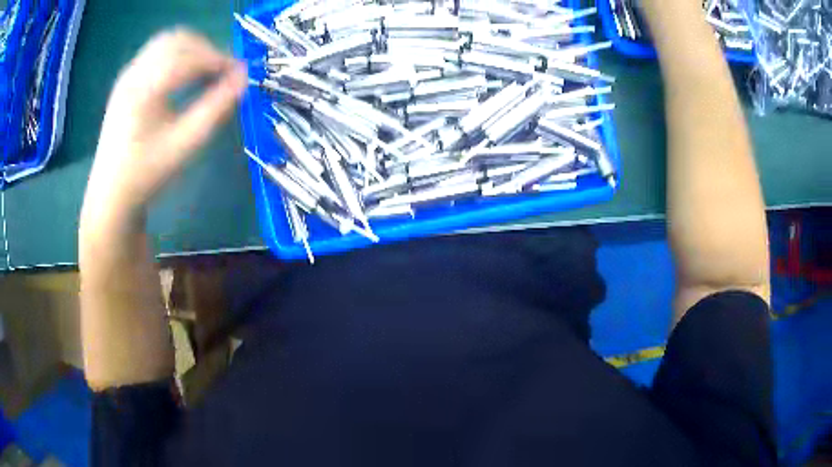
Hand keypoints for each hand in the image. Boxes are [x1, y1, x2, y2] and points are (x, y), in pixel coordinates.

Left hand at [81, 28, 246, 232]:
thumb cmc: (147, 174)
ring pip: (167, 41)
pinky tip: (184, 76)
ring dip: (192, 49)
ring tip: (207, 71)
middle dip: (206, 49)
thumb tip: (243, 78)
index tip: (240, 73)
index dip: (219, 59)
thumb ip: (216, 108)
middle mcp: (134, 74)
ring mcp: (127, 75)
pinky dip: (177, 55)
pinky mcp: (126, 80)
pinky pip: (156, 52)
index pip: (189, 57)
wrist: (111, 194)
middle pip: (178, 39)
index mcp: (144, 90)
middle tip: (223, 72)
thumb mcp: (185, 145)